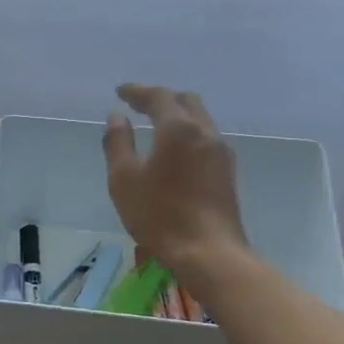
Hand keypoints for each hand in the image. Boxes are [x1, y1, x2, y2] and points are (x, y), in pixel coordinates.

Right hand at [103, 84, 248, 291]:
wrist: (208, 252)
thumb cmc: (159, 214)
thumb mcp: (124, 179)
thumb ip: (118, 142)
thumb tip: (116, 116)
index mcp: (178, 128)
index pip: (158, 97)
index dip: (137, 91)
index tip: (120, 92)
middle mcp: (204, 132)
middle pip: (186, 101)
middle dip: (162, 98)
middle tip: (139, 105)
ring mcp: (221, 152)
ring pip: (200, 120)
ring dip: (178, 116)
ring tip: (156, 126)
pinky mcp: (227, 172)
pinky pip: (206, 139)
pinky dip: (188, 133)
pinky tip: (176, 151)